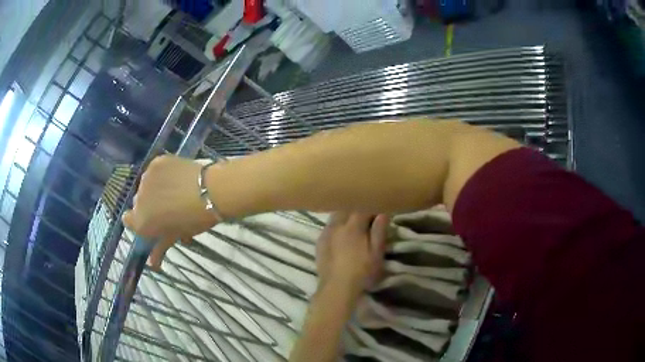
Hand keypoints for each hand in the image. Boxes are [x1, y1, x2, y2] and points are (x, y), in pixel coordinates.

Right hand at [123, 155, 219, 268]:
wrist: (210, 191)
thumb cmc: (194, 220)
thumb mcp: (176, 235)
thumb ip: (160, 248)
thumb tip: (152, 265)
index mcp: (141, 221)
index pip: (128, 220)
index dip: (140, 221)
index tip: (152, 221)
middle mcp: (138, 199)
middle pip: (138, 202)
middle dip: (149, 205)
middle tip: (168, 207)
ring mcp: (146, 178)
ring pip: (146, 185)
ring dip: (155, 189)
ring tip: (175, 190)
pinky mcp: (156, 162)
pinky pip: (155, 170)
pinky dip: (162, 173)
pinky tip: (176, 176)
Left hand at [316, 213, 388, 299]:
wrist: (337, 288)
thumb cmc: (361, 272)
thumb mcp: (376, 254)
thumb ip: (379, 232)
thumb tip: (383, 213)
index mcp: (353, 227)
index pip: (362, 208)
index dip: (371, 206)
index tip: (378, 209)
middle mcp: (337, 225)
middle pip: (346, 208)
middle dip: (356, 208)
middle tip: (366, 216)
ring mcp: (326, 233)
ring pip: (335, 215)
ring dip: (345, 215)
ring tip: (352, 223)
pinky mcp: (319, 242)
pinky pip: (328, 226)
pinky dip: (336, 225)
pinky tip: (340, 234)